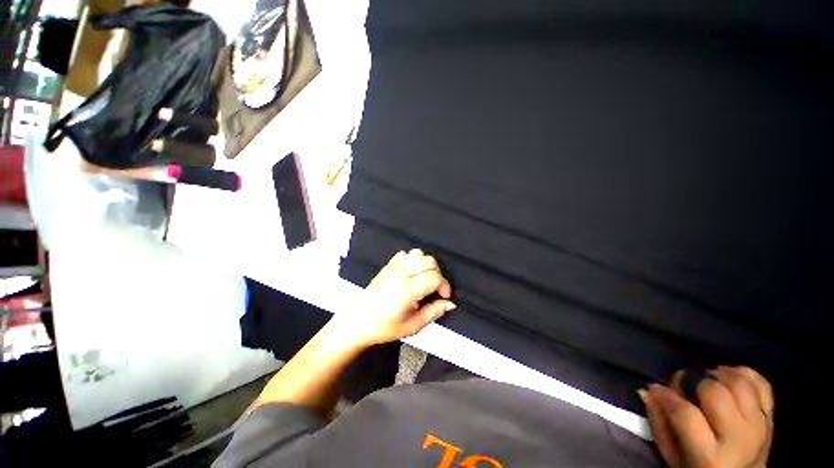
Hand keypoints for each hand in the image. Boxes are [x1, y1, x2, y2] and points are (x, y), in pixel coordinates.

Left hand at [340, 249, 455, 347]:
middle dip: (438, 273)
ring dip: (426, 265)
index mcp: (407, 290)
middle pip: (429, 261)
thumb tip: (450, 304)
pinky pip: (406, 253)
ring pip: (419, 254)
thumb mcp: (413, 326)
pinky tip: (413, 272)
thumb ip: (434, 312)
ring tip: (424, 279)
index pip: (435, 277)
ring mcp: (393, 267)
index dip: (444, 286)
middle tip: (435, 288)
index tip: (443, 296)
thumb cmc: (384, 327)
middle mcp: (400, 274)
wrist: (359, 321)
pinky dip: (414, 259)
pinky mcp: (388, 265)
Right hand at [641, 366, 773, 467]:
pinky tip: (728, 378)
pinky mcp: (771, 417)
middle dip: (694, 381)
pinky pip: (762, 384)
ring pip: (740, 383)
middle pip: (716, 393)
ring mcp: (760, 427)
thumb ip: (659, 424)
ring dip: (718, 374)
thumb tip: (648, 392)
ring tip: (706, 380)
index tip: (656, 389)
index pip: (686, 415)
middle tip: (685, 384)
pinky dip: (743, 374)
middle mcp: (740, 440)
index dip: (667, 396)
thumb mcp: (672, 457)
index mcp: (711, 457)